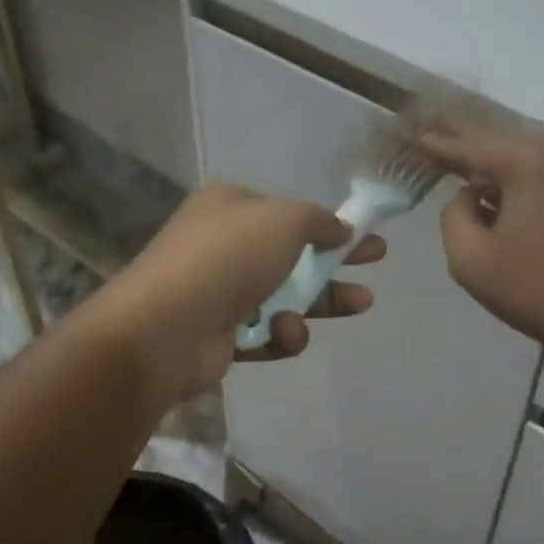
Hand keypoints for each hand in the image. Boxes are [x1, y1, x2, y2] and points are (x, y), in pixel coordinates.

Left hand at [93, 182, 383, 408]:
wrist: (167, 328)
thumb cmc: (229, 259)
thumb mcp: (284, 221)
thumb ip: (319, 221)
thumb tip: (340, 228)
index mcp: (231, 207)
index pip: (287, 213)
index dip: (329, 223)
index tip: (365, 234)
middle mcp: (224, 246)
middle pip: (293, 255)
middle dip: (337, 263)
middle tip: (376, 266)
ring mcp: (220, 292)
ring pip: (285, 298)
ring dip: (319, 304)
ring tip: (357, 305)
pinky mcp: (221, 336)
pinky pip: (267, 333)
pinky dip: (282, 335)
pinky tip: (285, 334)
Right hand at [419, 123, 543, 355]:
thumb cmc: (533, 288)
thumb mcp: (470, 258)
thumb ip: (453, 214)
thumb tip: (469, 196)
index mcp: (527, 162)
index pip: (470, 146)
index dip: (438, 143)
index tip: (412, 135)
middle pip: (497, 141)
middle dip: (462, 138)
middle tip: (428, 125)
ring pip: (519, 154)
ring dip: (488, 158)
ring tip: (453, 151)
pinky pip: (538, 170)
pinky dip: (512, 174)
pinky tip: (491, 182)